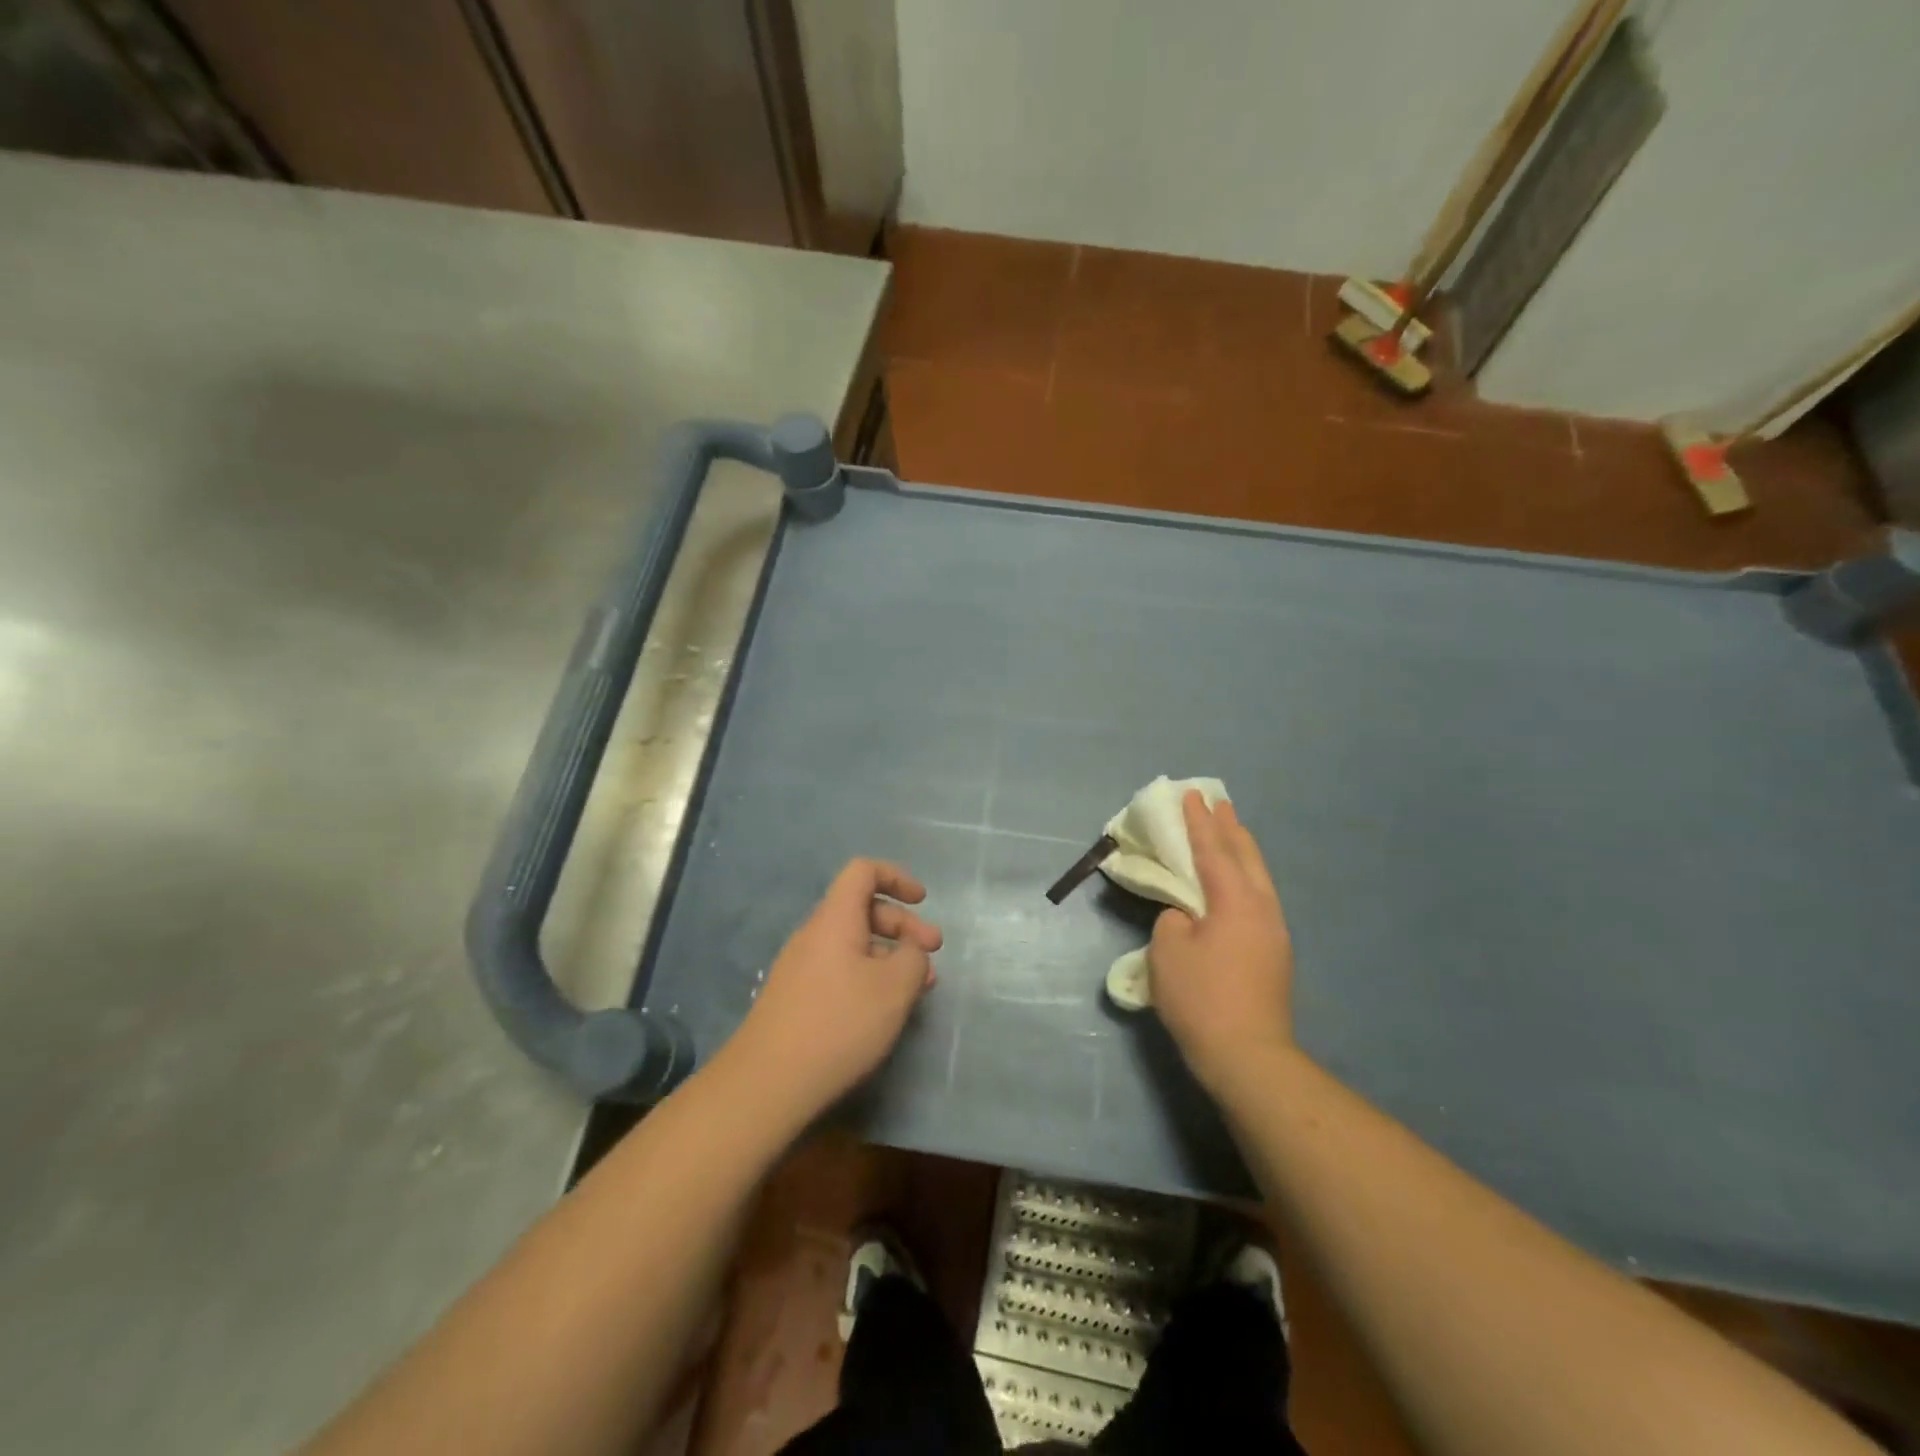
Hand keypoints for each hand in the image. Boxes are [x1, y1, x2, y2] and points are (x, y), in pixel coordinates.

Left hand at [730, 858, 940, 1118]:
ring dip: (890, 955)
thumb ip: (914, 958)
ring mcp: (801, 967)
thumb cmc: (839, 1024)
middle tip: (934, 951)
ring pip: (853, 944)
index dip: (896, 877)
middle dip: (902, 924)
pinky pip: (840, 969)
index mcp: (835, 919)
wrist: (767, 1083)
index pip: (863, 871)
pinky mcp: (796, 997)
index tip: (922, 901)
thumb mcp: (895, 988)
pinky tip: (885, 1009)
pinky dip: (869, 976)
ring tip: (919, 987)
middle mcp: (814, 934)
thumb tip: (910, 951)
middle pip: (862, 908)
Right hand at [1150, 792, 1294, 1091]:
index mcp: (1234, 901)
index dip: (1198, 822)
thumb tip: (1187, 917)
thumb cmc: (1201, 998)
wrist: (1248, 1057)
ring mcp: (1274, 933)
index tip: (1191, 795)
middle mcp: (1261, 909)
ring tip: (1232, 833)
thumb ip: (1173, 921)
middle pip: (1246, 858)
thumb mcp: (1168, 952)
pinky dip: (1246, 878)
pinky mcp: (1275, 955)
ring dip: (1242, 852)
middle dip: (1230, 829)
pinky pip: (1259, 899)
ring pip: (1259, 879)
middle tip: (1219, 803)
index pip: (1213, 851)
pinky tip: (1238, 884)